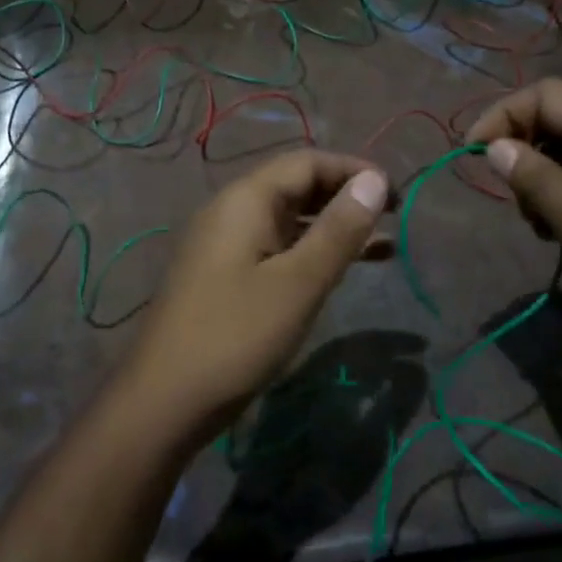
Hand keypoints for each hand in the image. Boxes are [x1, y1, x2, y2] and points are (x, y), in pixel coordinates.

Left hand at [118, 151, 391, 441]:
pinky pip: (275, 247)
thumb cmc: (236, 335)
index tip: (396, 194)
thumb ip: (338, 230)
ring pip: (288, 220)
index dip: (353, 170)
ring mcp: (224, 244)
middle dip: (345, 196)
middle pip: (295, 186)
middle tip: (393, 218)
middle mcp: (231, 210)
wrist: (164, 399)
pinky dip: (310, 252)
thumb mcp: (298, 283)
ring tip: (384, 246)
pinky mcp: (224, 275)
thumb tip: (374, 179)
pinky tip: (338, 272)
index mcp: (246, 199)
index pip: (306, 162)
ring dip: (332, 227)